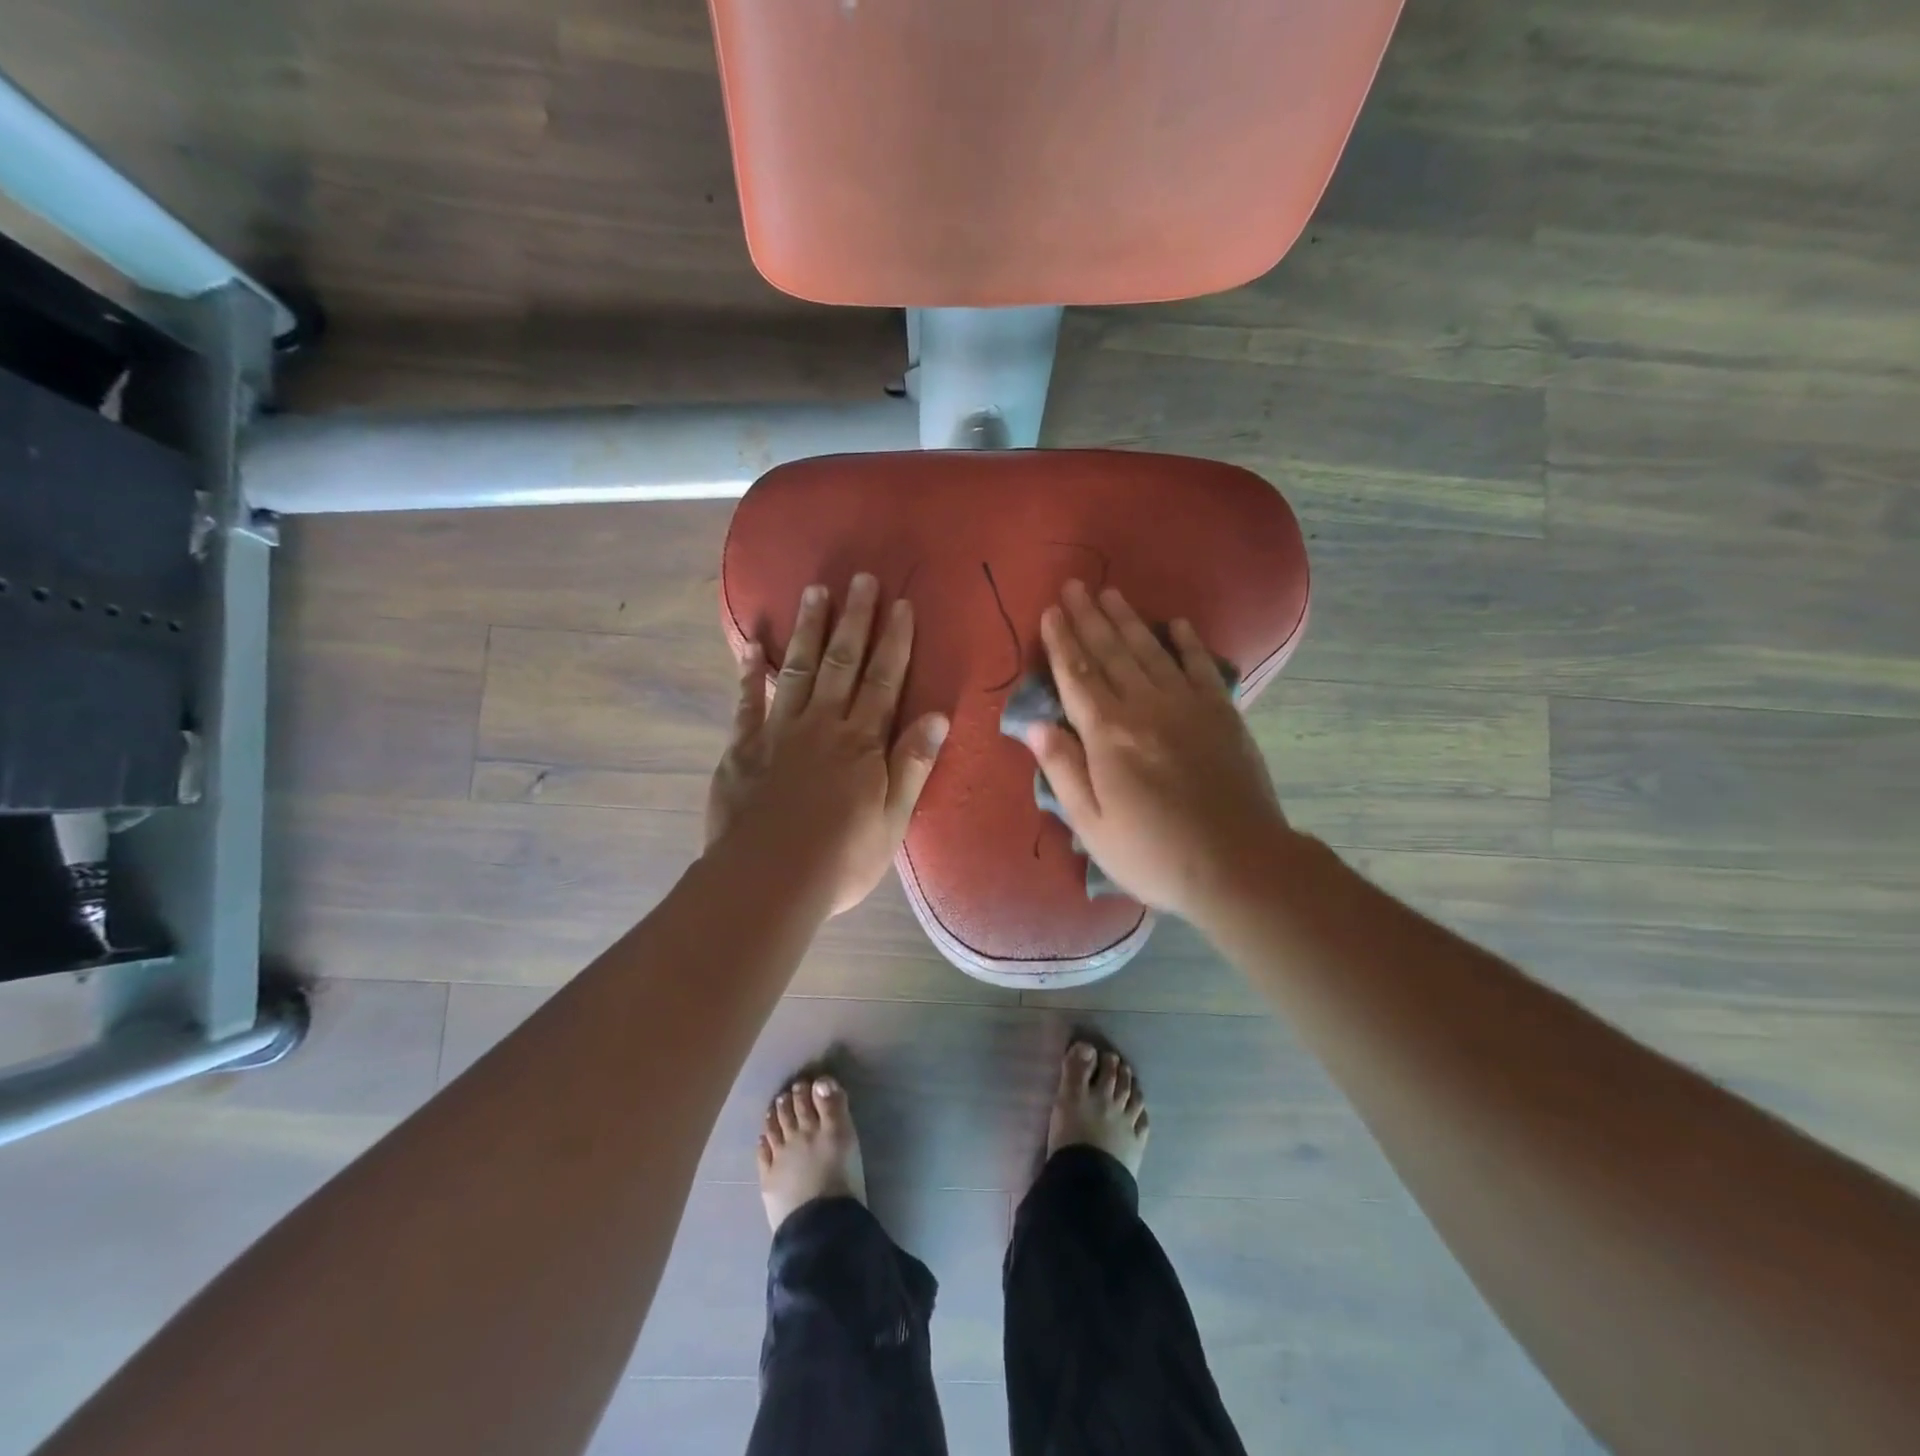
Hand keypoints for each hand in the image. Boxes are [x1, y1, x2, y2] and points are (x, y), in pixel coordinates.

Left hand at [707, 574, 949, 915]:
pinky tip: (750, 646)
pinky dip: (749, 673)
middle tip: (861, 579)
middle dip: (855, 619)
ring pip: (796, 669)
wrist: (766, 881)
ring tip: (815, 592)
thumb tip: (938, 717)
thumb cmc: (840, 858)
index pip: (884, 680)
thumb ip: (912, 765)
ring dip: (808, 629)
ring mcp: (778, 732)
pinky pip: (747, 702)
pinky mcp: (743, 748)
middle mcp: (822, 725)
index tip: (901, 604)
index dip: (894, 641)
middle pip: (842, 662)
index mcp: (862, 742)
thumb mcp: (893, 819)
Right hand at [1023, 580, 1290, 921]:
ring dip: (1128, 620)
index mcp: (1108, 735)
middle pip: (1110, 653)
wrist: (1237, 864)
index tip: (1050, 612)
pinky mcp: (1222, 713)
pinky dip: (1187, 642)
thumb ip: (1063, 770)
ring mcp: (1187, 705)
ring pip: (1150, 651)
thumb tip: (1035, 725)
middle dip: (1088, 618)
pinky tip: (1177, 623)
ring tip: (1111, 593)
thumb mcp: (1091, 825)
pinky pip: (1201, 666)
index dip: (1061, 642)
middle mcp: (1144, 707)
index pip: (1077, 676)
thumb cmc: (1153, 853)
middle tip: (1074, 586)